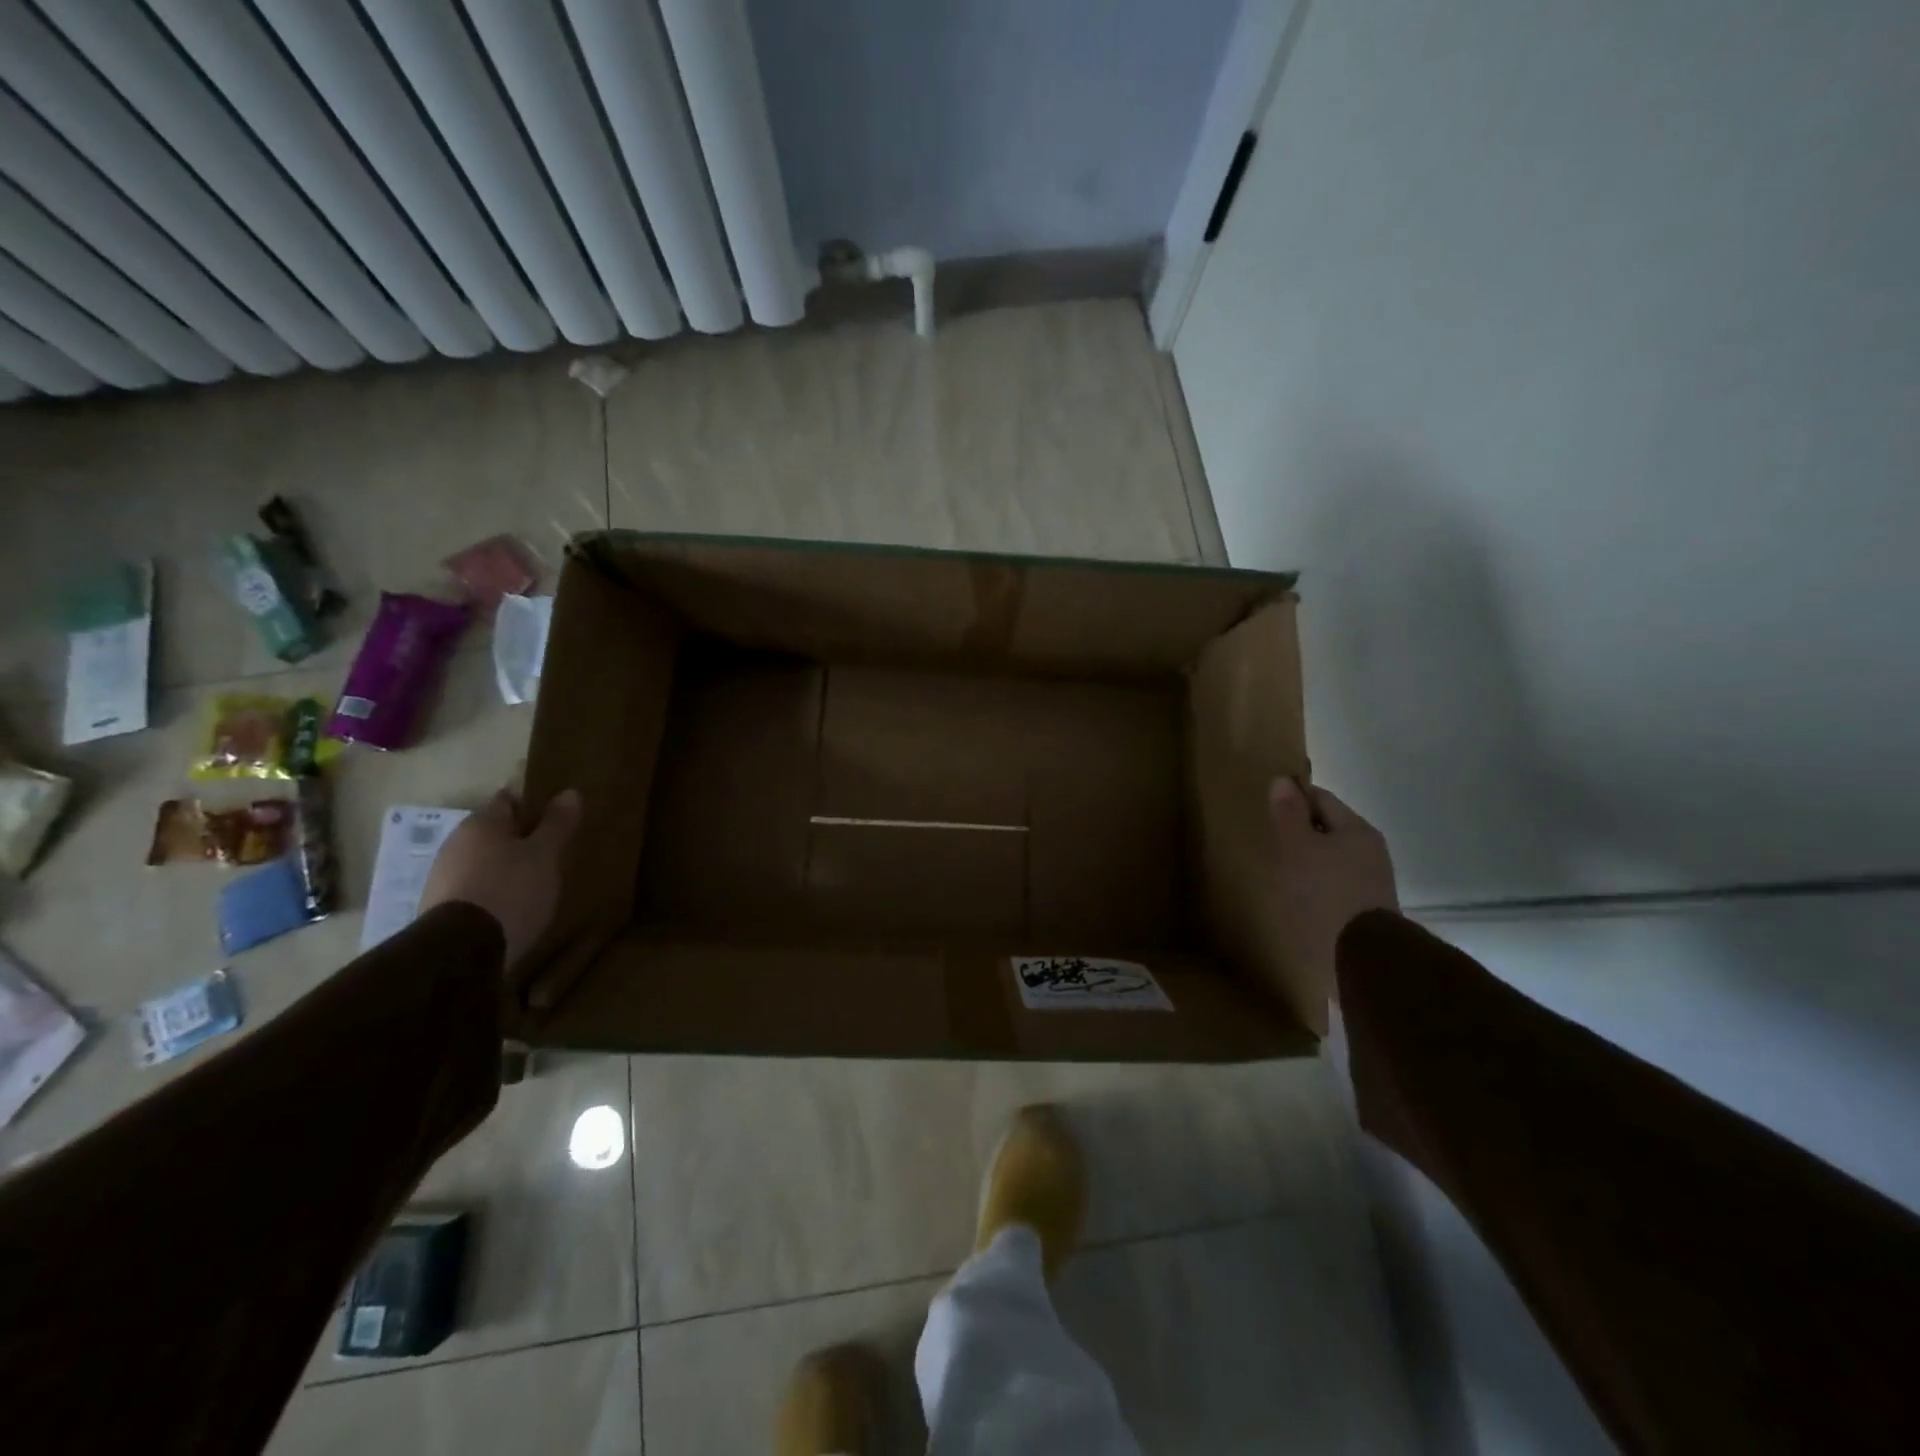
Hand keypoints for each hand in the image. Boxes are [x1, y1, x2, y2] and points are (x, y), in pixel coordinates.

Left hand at [419, 786, 581, 972]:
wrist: (462, 950)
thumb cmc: (511, 890)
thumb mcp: (545, 855)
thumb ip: (557, 824)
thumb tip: (570, 792)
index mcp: (482, 823)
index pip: (508, 800)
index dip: (531, 806)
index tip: (553, 820)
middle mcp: (455, 842)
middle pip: (492, 832)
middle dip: (517, 839)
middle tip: (546, 853)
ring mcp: (442, 875)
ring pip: (480, 861)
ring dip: (502, 867)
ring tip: (531, 884)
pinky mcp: (437, 907)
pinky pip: (471, 888)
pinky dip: (489, 891)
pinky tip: (507, 908)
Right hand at [1269, 779, 1398, 995]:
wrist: (1362, 959)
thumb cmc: (1324, 894)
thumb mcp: (1297, 848)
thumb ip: (1289, 814)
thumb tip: (1282, 781)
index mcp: (1357, 830)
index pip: (1321, 798)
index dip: (1293, 798)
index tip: (1268, 807)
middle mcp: (1371, 851)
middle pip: (1330, 829)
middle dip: (1302, 831)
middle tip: (1271, 840)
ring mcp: (1372, 883)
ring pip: (1334, 858)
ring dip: (1310, 860)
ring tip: (1282, 871)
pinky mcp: (1368, 911)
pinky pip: (1337, 885)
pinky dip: (1318, 884)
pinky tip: (1301, 898)